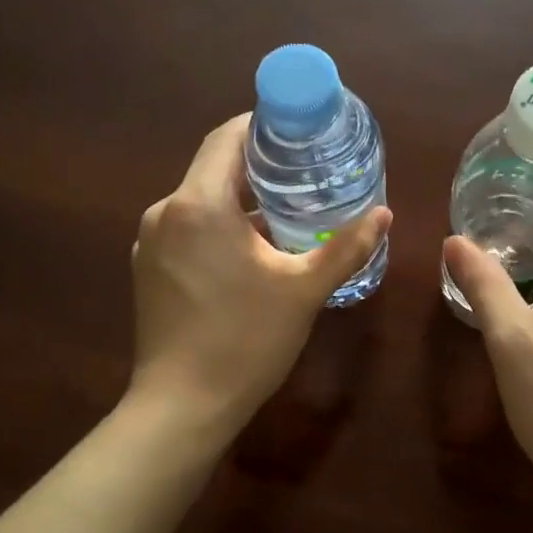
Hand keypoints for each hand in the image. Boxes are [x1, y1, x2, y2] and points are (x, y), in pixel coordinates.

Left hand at [131, 115, 391, 436]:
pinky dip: (219, 227)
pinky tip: (251, 251)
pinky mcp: (147, 270)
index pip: (227, 138)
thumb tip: (385, 214)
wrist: (182, 407)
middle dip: (259, 165)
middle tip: (306, 172)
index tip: (299, 130)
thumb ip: (346, 248)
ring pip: (200, 202)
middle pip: (214, 168)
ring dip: (240, 200)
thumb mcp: (303, 291)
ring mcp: (149, 243)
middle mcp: (165, 212)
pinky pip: (187, 230)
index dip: (262, 125)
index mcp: (199, 204)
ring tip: (287, 212)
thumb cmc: (245, 341)